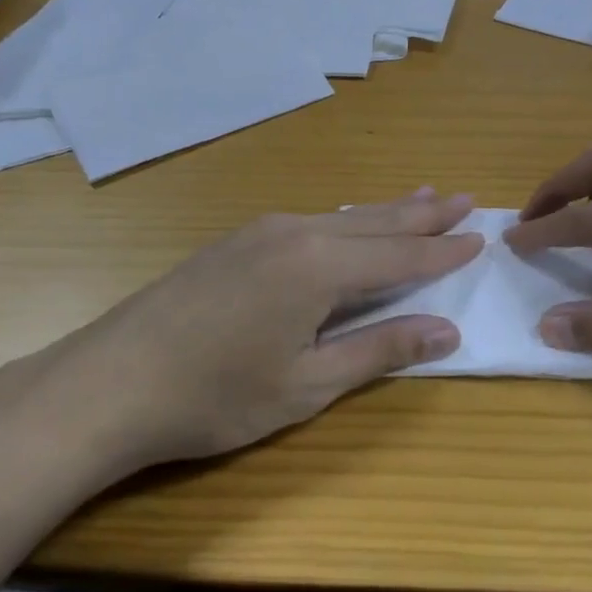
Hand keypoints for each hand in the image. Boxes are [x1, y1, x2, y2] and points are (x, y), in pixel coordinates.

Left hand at [52, 190, 482, 470]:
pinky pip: (311, 221)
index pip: (400, 255)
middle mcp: (297, 232)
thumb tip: (447, 329)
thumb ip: (380, 350)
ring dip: (386, 211)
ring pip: (342, 216)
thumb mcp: (308, 385)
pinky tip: (350, 222)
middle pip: (375, 222)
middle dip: (422, 214)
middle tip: (463, 198)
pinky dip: (347, 220)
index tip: (480, 237)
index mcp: (321, 266)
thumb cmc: (216, 396)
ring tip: (423, 195)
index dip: (443, 251)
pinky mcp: (237, 240)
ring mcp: (262, 230)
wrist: (111, 382)